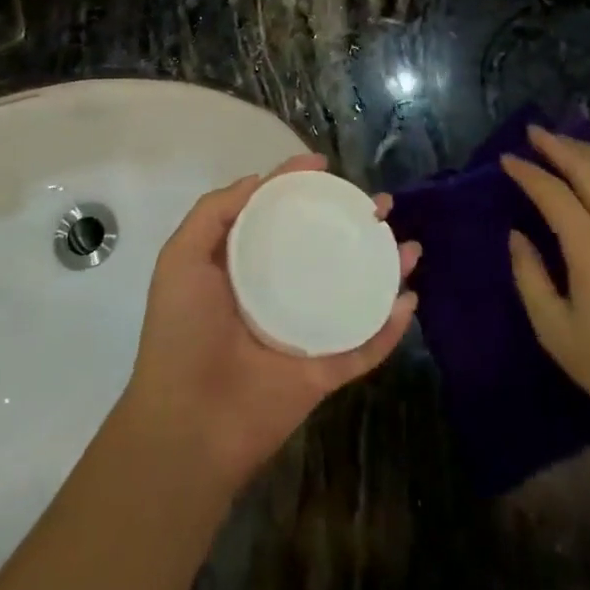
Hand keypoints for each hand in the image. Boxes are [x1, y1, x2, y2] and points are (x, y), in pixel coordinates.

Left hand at [123, 153, 418, 487]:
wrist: (188, 423)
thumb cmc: (181, 332)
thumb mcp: (183, 257)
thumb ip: (215, 212)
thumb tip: (259, 180)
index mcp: (245, 268)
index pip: (279, 217)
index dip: (300, 188)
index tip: (325, 166)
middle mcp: (278, 293)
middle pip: (325, 249)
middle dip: (355, 224)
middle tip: (381, 205)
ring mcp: (305, 332)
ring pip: (354, 293)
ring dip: (384, 269)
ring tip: (409, 245)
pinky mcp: (325, 371)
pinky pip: (365, 346)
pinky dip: (390, 327)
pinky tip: (408, 300)